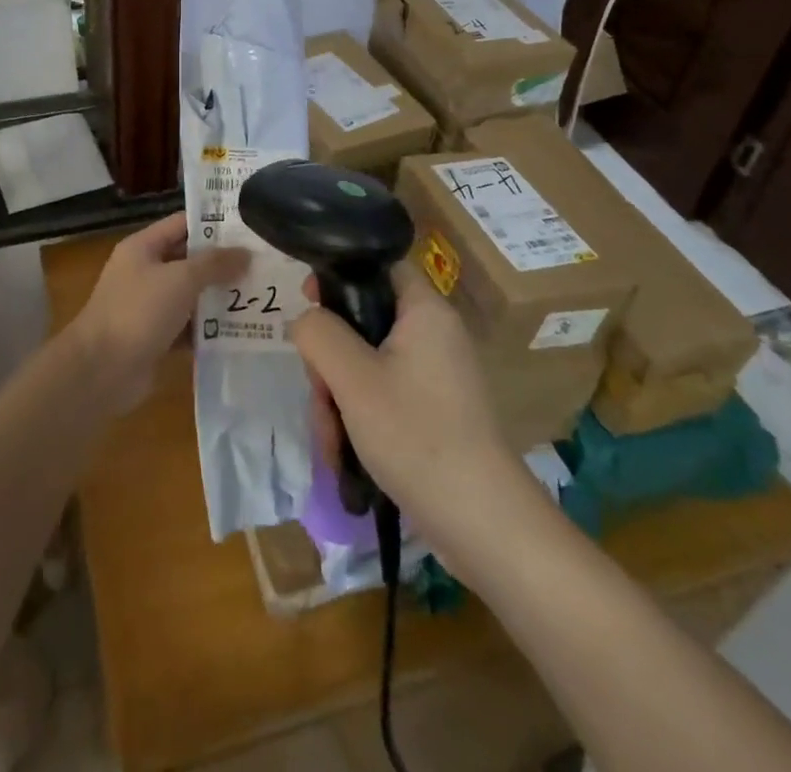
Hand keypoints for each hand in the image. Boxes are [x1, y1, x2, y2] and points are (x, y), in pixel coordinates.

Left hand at [68, 213, 248, 412]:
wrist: (101, 370)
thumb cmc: (138, 312)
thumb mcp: (180, 279)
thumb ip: (214, 264)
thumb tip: (246, 253)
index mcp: (143, 248)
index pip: (182, 224)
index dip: (214, 223)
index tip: (249, 225)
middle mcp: (145, 272)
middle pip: (189, 260)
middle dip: (223, 263)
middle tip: (264, 263)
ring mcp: (150, 306)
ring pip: (191, 295)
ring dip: (220, 297)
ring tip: (261, 295)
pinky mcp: (156, 338)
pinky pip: (189, 327)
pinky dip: (210, 329)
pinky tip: (241, 330)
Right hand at [292, 265, 526, 552]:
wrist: (484, 525)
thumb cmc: (417, 436)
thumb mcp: (353, 379)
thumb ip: (319, 334)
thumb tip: (307, 320)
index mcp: (424, 311)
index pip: (377, 266)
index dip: (339, 276)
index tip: (308, 304)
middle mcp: (434, 334)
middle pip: (364, 321)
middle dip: (331, 361)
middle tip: (321, 395)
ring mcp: (436, 375)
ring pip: (366, 364)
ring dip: (339, 397)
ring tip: (333, 441)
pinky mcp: (434, 410)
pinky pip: (383, 394)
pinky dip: (360, 417)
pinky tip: (347, 454)